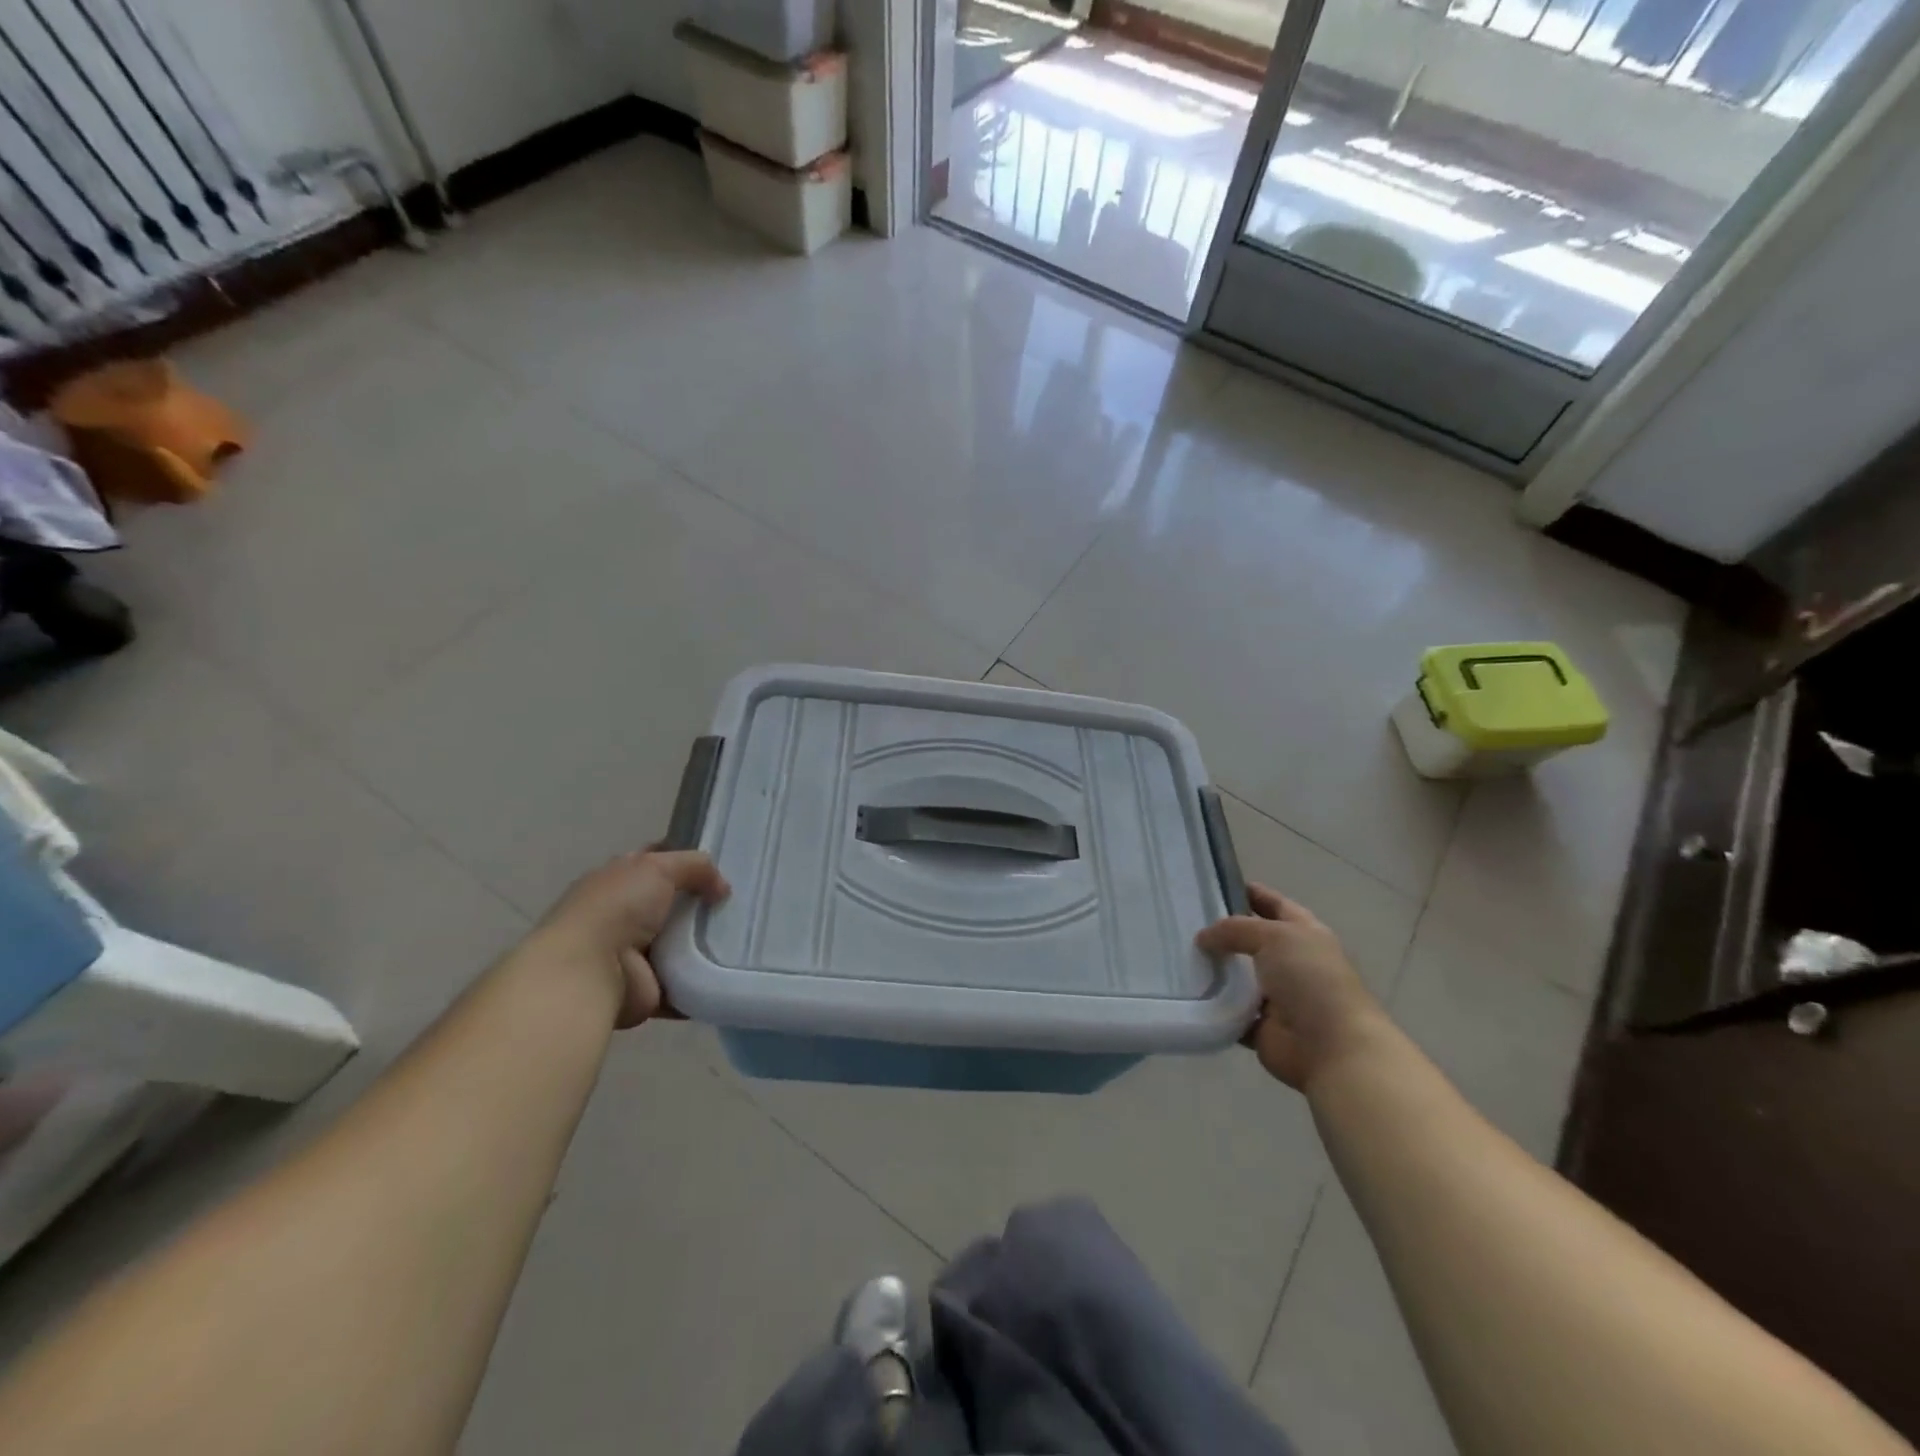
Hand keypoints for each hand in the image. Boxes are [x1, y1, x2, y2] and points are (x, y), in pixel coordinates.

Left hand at [530, 850, 729, 1027]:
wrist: (589, 972)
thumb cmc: (617, 908)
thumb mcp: (658, 867)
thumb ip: (695, 867)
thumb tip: (722, 888)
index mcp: (619, 880)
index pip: (656, 861)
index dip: (686, 859)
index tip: (722, 864)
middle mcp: (625, 915)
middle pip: (675, 903)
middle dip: (705, 903)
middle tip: (742, 902)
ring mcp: (635, 954)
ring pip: (683, 943)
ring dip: (709, 942)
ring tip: (746, 935)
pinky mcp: (649, 988)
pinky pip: (686, 982)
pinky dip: (705, 980)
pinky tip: (733, 969)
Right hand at [1196, 883, 1385, 1090]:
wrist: (1332, 1047)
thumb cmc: (1310, 979)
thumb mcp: (1273, 936)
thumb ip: (1235, 929)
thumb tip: (1203, 938)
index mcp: (1304, 933)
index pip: (1274, 904)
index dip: (1249, 892)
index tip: (1212, 886)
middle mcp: (1291, 962)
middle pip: (1251, 940)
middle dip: (1222, 932)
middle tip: (1183, 922)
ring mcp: (1277, 996)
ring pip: (1236, 976)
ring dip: (1213, 969)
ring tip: (1177, 954)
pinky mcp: (1261, 1026)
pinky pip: (1229, 1011)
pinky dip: (1212, 1005)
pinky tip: (1187, 992)